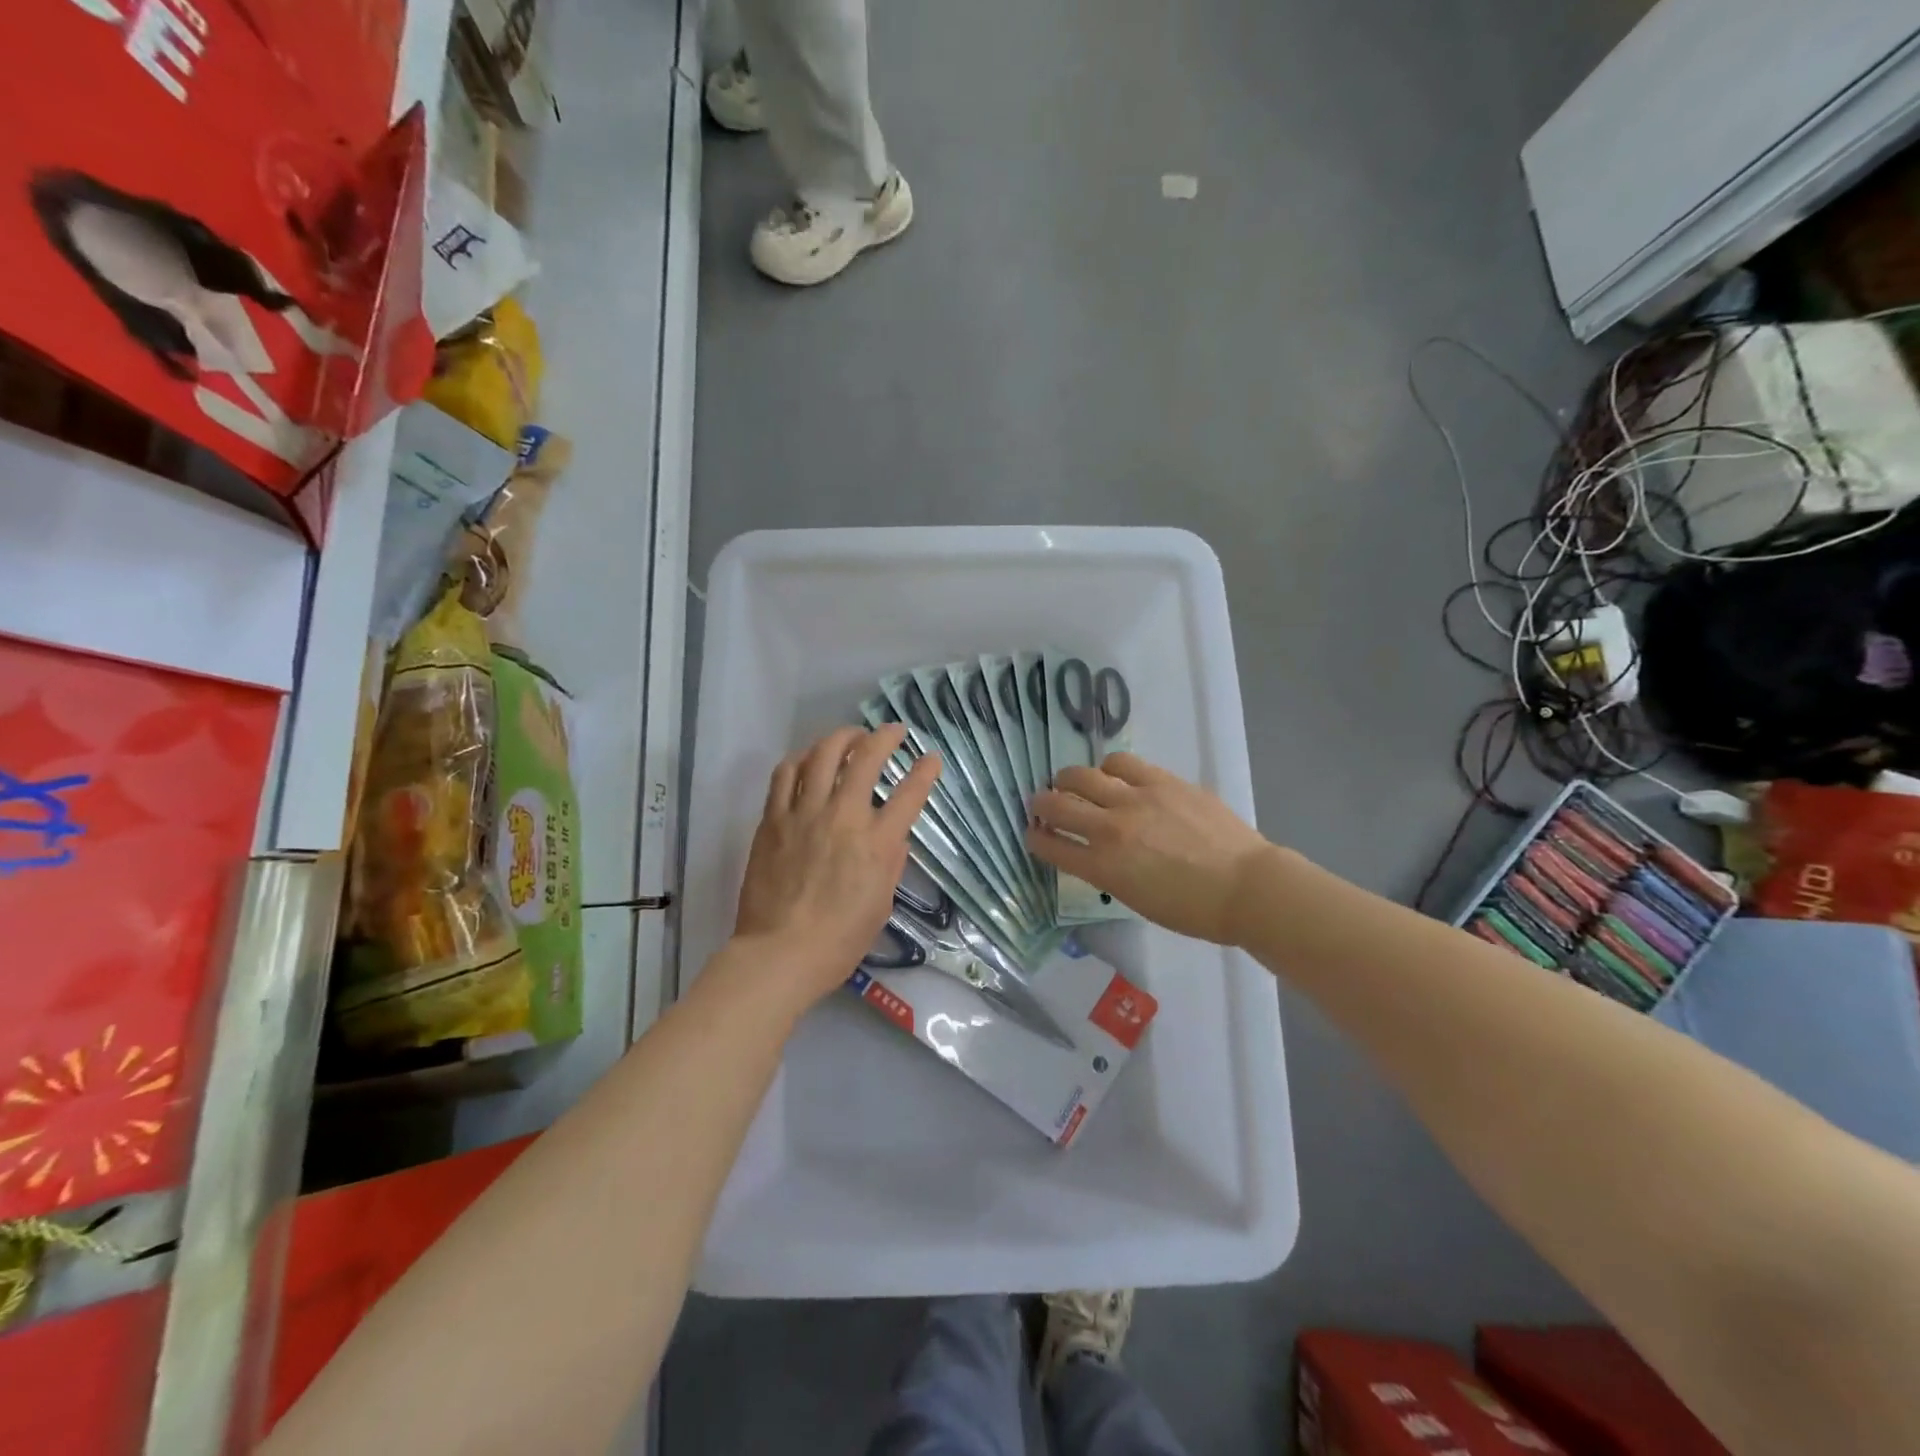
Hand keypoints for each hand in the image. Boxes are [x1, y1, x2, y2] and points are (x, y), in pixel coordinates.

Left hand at [733, 724, 940, 1003]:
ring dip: (841, 738)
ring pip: (822, 754)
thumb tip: (893, 835)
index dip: (925, 770)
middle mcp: (843, 817)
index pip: (910, 794)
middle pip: (866, 758)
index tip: (931, 757)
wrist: (780, 954)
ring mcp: (804, 813)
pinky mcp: (773, 819)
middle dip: (885, 737)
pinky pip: (785, 774)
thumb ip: (891, 862)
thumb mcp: (881, 904)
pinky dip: (801, 759)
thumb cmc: (839, 940)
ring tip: (850, 738)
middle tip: (892, 732)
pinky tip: (808, 760)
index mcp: (877, 843)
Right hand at [1027, 753, 1275, 945]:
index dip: (1035, 838)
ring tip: (1072, 782)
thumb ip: (1107, 872)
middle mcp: (1111, 829)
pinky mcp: (1161, 781)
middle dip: (1041, 804)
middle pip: (1057, 805)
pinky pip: (1121, 763)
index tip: (1033, 833)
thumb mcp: (1136, 899)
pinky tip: (1112, 774)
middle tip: (1042, 804)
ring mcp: (1136, 799)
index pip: (1051, 847)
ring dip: (1069, 780)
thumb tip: (1094, 851)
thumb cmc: (1193, 910)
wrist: (1246, 887)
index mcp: (1104, 868)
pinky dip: (1107, 769)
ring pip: (1083, 775)